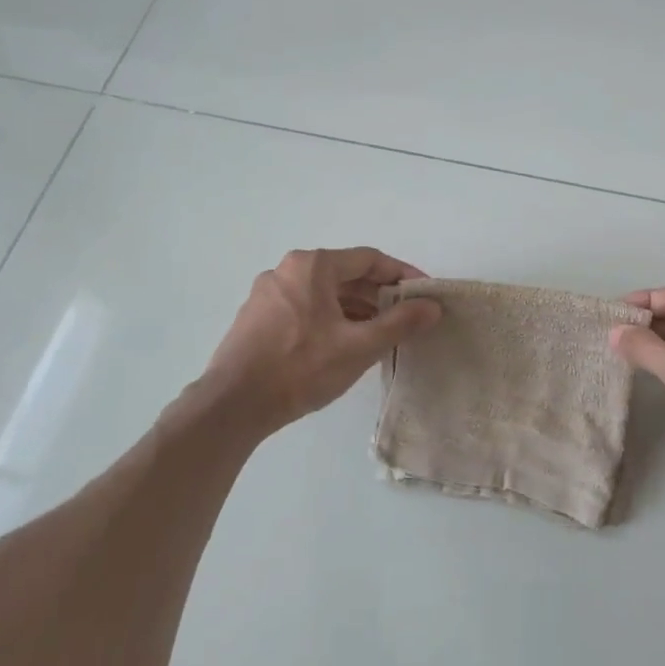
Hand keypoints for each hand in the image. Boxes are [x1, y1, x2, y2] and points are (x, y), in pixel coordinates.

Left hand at [189, 248, 441, 438]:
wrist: (232, 406)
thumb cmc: (301, 368)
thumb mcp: (359, 346)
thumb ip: (400, 322)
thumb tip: (432, 306)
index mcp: (313, 265)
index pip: (369, 259)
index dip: (402, 274)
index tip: (423, 294)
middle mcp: (288, 269)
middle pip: (346, 274)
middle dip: (379, 294)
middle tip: (406, 317)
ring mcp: (267, 293)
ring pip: (324, 293)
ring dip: (356, 309)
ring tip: (380, 334)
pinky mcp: (256, 317)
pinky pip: (304, 307)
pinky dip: (330, 318)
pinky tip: (343, 344)